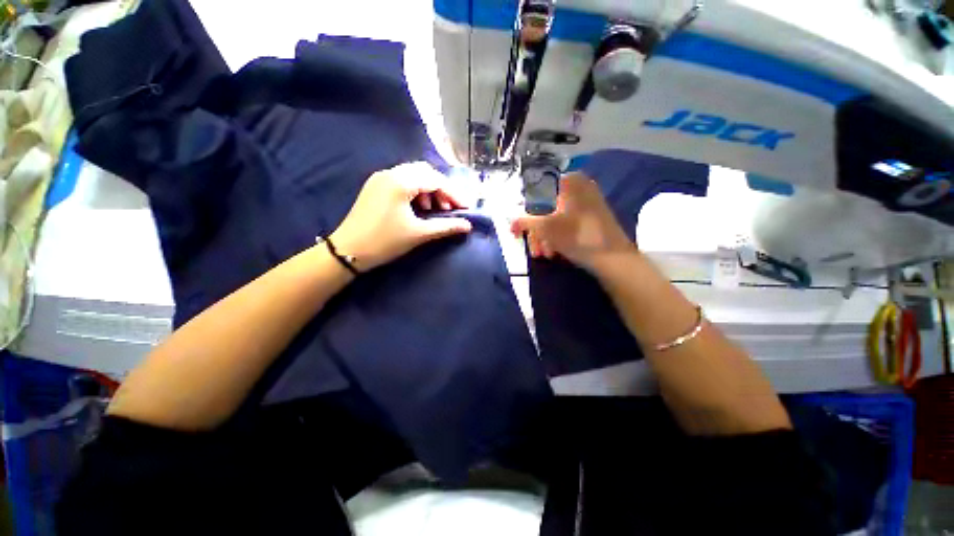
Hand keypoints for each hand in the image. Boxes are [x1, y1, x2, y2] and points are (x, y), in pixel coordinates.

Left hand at [330, 162, 472, 270]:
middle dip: (441, 188)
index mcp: (400, 182)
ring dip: (429, 189)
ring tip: (435, 209)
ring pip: (413, 175)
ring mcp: (380, 178)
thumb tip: (468, 225)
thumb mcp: (418, 234)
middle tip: (450, 207)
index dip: (453, 194)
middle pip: (425, 172)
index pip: (435, 180)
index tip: (466, 208)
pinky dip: (416, 190)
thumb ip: (446, 227)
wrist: (348, 251)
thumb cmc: (385, 241)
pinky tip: (419, 207)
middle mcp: (390, 173)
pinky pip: (402, 181)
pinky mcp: (375, 186)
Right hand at [511, 173, 634, 272]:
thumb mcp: (545, 228)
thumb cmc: (578, 237)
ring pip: (555, 218)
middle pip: (546, 207)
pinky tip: (554, 252)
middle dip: (536, 232)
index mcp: (570, 182)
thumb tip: (511, 222)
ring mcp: (587, 203)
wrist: (614, 259)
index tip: (519, 229)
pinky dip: (557, 237)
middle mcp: (579, 187)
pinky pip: (567, 224)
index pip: (537, 190)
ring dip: (545, 238)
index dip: (525, 210)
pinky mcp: (591, 218)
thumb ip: (524, 221)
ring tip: (544, 254)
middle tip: (533, 248)